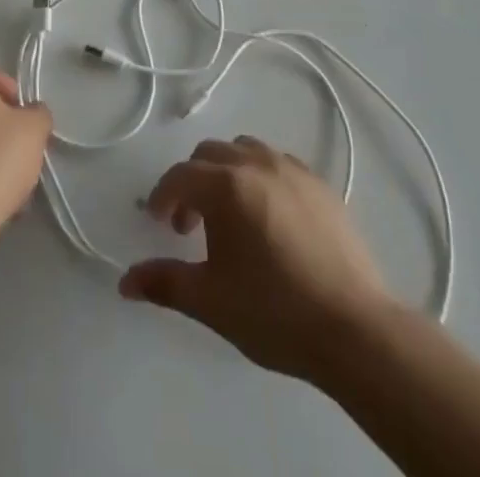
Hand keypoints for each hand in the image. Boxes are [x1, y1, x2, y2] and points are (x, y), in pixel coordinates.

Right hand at [120, 136, 390, 383]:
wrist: (354, 330)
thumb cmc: (274, 311)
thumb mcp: (210, 301)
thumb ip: (164, 283)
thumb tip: (125, 282)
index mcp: (225, 185)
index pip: (180, 176)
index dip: (161, 196)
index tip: (157, 222)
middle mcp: (256, 163)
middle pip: (210, 154)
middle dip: (193, 183)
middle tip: (190, 225)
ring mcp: (293, 170)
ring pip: (246, 150)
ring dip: (227, 172)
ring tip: (231, 215)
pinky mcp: (321, 185)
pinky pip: (279, 164)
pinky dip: (262, 177)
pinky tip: (269, 217)